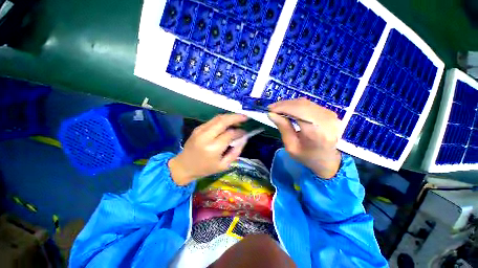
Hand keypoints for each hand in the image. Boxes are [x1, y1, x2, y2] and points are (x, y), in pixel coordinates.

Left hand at [168, 114, 247, 185]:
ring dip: (230, 116)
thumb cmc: (205, 168)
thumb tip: (244, 138)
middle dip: (236, 117)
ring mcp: (200, 130)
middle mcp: (206, 136)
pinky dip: (223, 119)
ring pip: (218, 118)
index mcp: (213, 148)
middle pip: (223, 121)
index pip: (230, 134)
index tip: (245, 133)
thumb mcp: (224, 165)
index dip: (239, 132)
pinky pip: (213, 120)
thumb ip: (235, 152)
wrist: (184, 166)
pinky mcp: (198, 128)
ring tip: (239, 118)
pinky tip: (228, 122)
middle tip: (245, 117)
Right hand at [268, 98, 340, 178]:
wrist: (327, 160)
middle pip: (302, 105)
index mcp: (317, 132)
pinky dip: (296, 105)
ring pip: (305, 103)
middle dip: (284, 104)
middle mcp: (327, 120)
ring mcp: (331, 115)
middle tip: (271, 108)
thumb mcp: (291, 146)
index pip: (299, 111)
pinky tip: (288, 109)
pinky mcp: (329, 112)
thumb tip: (271, 114)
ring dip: (289, 104)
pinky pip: (309, 104)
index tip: (269, 109)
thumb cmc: (307, 157)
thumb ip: (283, 128)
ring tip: (277, 108)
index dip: (283, 107)